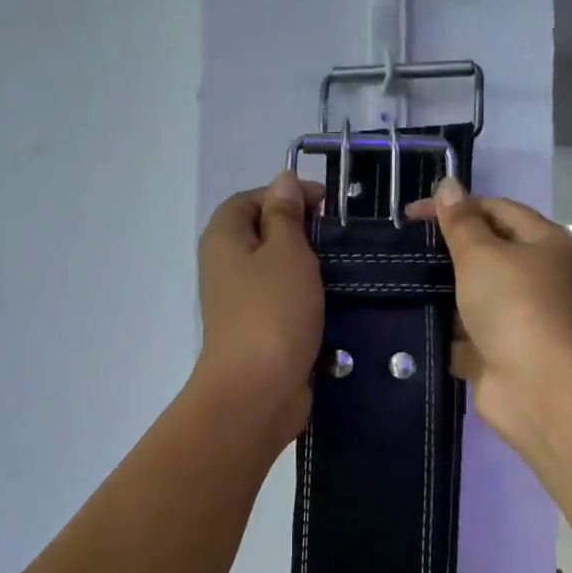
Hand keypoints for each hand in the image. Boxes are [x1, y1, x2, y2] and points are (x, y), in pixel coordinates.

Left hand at [192, 171, 325, 447]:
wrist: (257, 391)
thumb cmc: (272, 312)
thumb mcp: (286, 252)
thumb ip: (286, 215)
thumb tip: (282, 181)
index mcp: (224, 239)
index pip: (250, 199)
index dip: (285, 194)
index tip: (327, 205)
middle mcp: (226, 268)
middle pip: (264, 235)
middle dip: (302, 233)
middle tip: (341, 239)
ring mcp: (242, 304)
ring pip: (278, 273)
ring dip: (309, 270)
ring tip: (346, 270)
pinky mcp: (260, 333)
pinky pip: (285, 305)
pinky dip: (308, 301)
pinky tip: (338, 303)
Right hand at [406, 178, 571, 449]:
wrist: (537, 387)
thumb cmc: (514, 308)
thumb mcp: (483, 255)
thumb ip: (461, 222)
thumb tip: (448, 184)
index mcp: (545, 243)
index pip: (497, 210)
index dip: (456, 206)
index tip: (410, 216)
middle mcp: (537, 277)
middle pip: (486, 253)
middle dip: (447, 251)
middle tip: (403, 249)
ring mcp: (518, 317)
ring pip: (472, 295)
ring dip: (441, 292)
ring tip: (398, 282)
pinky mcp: (499, 351)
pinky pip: (465, 333)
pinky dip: (443, 330)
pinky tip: (409, 321)